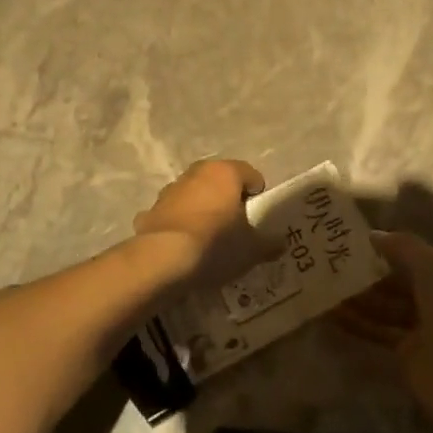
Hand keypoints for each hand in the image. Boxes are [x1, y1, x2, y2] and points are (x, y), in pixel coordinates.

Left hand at [133, 159, 267, 288]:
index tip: (258, 218)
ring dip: (202, 209)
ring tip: (209, 238)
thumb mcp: (251, 249)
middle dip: (229, 199)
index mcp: (225, 172)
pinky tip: (184, 245)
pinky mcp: (151, 210)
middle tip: (236, 226)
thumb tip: (280, 243)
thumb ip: (269, 243)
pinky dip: (179, 224)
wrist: (163, 259)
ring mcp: (171, 190)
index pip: (251, 174)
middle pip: (220, 181)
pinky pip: (173, 213)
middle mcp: (197, 172)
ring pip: (194, 195)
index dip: (258, 196)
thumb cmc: (216, 244)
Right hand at [335, 232, 432, 432]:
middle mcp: (432, 298)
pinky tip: (330, 315)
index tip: (346, 242)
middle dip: (365, 274)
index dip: (381, 248)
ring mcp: (419, 328)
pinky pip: (377, 333)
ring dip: (356, 299)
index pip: (407, 256)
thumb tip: (373, 235)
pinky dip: (356, 324)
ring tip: (321, 288)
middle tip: (326, 265)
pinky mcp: (406, 355)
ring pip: (382, 308)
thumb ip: (404, 248)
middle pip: (393, 282)